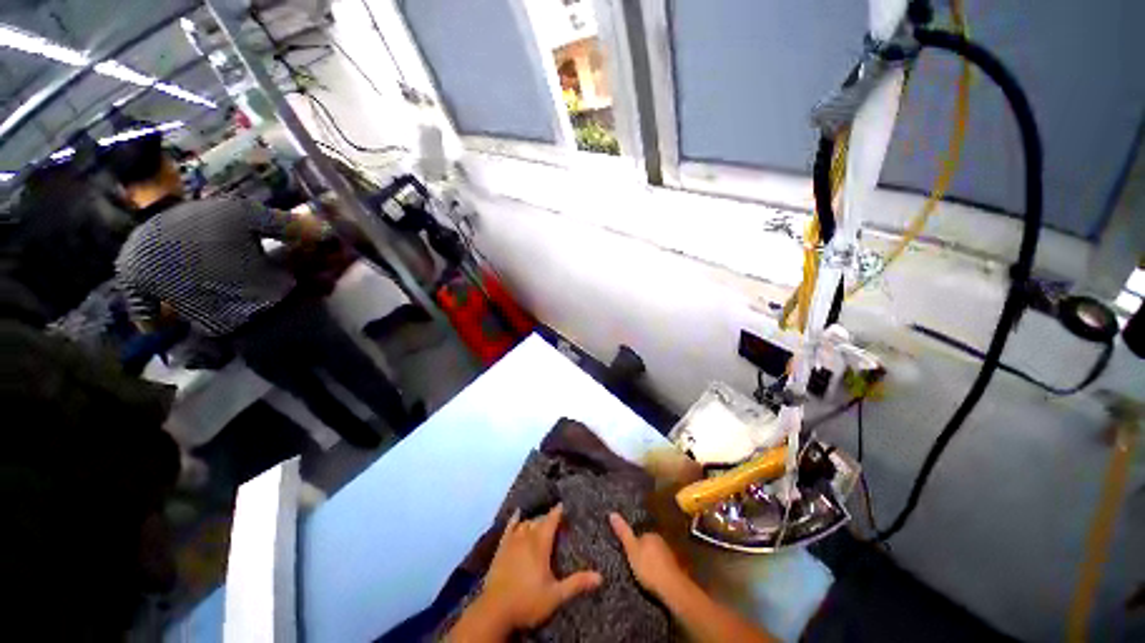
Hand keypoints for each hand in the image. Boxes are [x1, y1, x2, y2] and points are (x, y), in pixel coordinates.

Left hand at [475, 504, 602, 631]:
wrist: (495, 611)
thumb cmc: (528, 601)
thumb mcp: (556, 595)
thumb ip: (576, 583)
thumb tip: (600, 576)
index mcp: (540, 545)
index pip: (551, 521)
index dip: (557, 512)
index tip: (563, 504)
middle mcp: (526, 538)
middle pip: (538, 521)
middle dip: (547, 517)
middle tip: (555, 518)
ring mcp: (512, 542)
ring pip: (525, 523)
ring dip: (534, 520)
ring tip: (540, 519)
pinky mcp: (501, 548)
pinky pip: (508, 528)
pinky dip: (514, 520)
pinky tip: (517, 514)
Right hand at [609, 512, 687, 599]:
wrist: (672, 587)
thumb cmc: (649, 567)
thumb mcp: (631, 550)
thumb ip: (623, 533)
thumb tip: (612, 513)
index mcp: (651, 534)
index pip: (640, 536)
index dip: (633, 544)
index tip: (628, 554)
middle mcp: (662, 541)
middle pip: (649, 545)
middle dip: (643, 553)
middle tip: (634, 565)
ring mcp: (670, 555)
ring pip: (657, 556)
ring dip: (652, 563)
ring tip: (644, 575)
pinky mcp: (675, 569)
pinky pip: (663, 567)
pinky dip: (659, 571)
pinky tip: (655, 580)